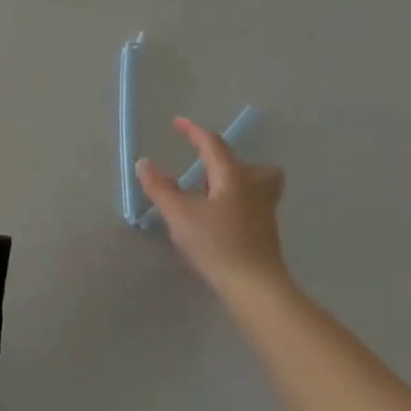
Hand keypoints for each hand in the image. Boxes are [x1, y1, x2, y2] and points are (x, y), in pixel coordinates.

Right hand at [137, 116, 289, 302]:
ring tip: (213, 194)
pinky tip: (218, 221)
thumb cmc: (216, 244)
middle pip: (252, 165)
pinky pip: (254, 206)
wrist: (255, 288)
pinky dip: (238, 204)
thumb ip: (160, 187)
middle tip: (206, 168)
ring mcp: (264, 213)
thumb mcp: (179, 215)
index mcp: (232, 178)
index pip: (213, 144)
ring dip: (239, 183)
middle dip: (229, 161)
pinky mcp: (266, 235)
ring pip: (259, 186)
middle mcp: (253, 190)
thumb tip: (145, 163)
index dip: (194, 131)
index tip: (177, 123)